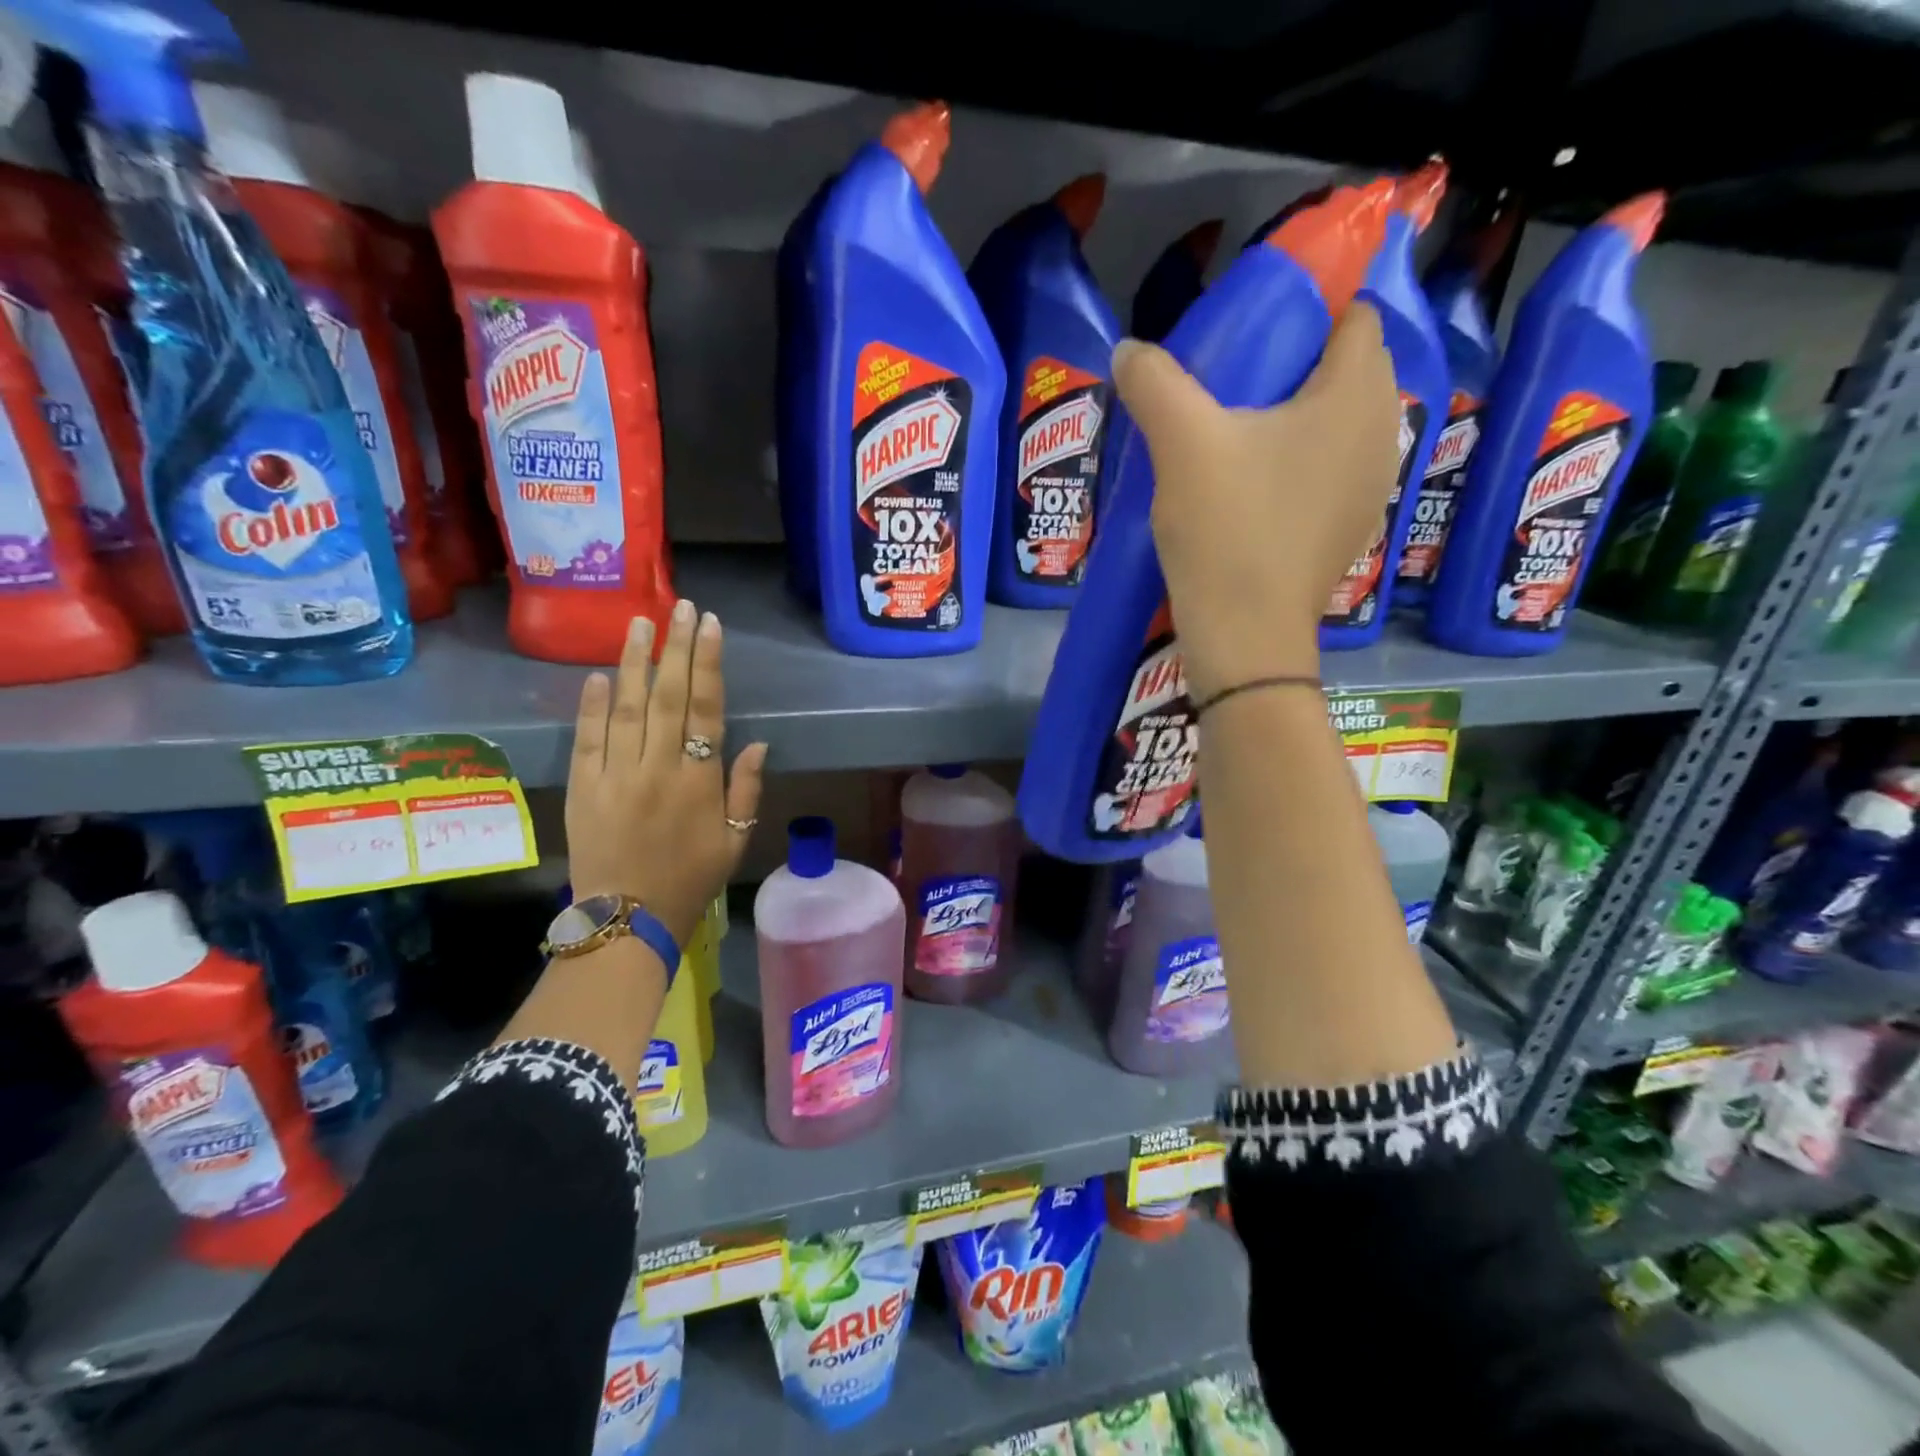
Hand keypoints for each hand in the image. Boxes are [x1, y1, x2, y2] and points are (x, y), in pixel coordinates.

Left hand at [565, 600, 767, 947]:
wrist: (628, 920)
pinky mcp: (583, 788)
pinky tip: (598, 674)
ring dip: (633, 662)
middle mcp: (658, 768)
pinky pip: (587, 738)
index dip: (708, 664)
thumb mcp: (735, 841)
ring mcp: (616, 776)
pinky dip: (591, 704)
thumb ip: (746, 789)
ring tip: (639, 623)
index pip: (706, 709)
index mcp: (699, 781)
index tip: (709, 626)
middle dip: (675, 648)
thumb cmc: (690, 880)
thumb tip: (756, 742)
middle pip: (667, 696)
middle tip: (679, 607)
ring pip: (625, 707)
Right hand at [1110, 303, 1399, 699]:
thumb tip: (1128, 349)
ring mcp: (1372, 487)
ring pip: (1339, 425)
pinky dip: (1300, 465)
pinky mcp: (1351, 529)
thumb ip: (1155, 383)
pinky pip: (1332, 471)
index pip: (1353, 317)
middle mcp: (1383, 432)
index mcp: (1356, 395)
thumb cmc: (1226, 529)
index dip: (1306, 315)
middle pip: (1347, 371)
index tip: (1249, 339)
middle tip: (1233, 387)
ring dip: (1296, 419)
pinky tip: (1252, 490)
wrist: (1246, 636)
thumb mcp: (1181, 445)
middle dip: (1296, 366)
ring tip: (1237, 438)